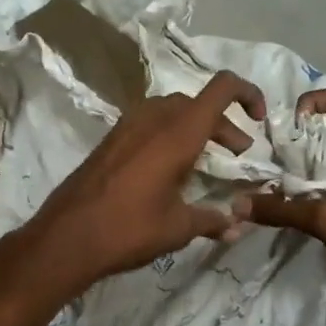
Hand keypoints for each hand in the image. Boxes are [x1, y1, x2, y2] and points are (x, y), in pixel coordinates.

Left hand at [18, 70, 265, 295]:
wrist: (66, 237)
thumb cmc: (129, 229)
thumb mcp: (179, 228)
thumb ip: (213, 220)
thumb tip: (237, 225)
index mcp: (178, 132)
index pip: (222, 88)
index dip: (248, 93)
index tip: (259, 120)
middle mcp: (154, 118)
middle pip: (198, 102)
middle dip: (224, 123)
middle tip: (237, 153)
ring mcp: (127, 126)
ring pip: (172, 110)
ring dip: (196, 127)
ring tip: (205, 160)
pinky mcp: (111, 140)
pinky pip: (150, 123)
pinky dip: (170, 134)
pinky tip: (170, 168)